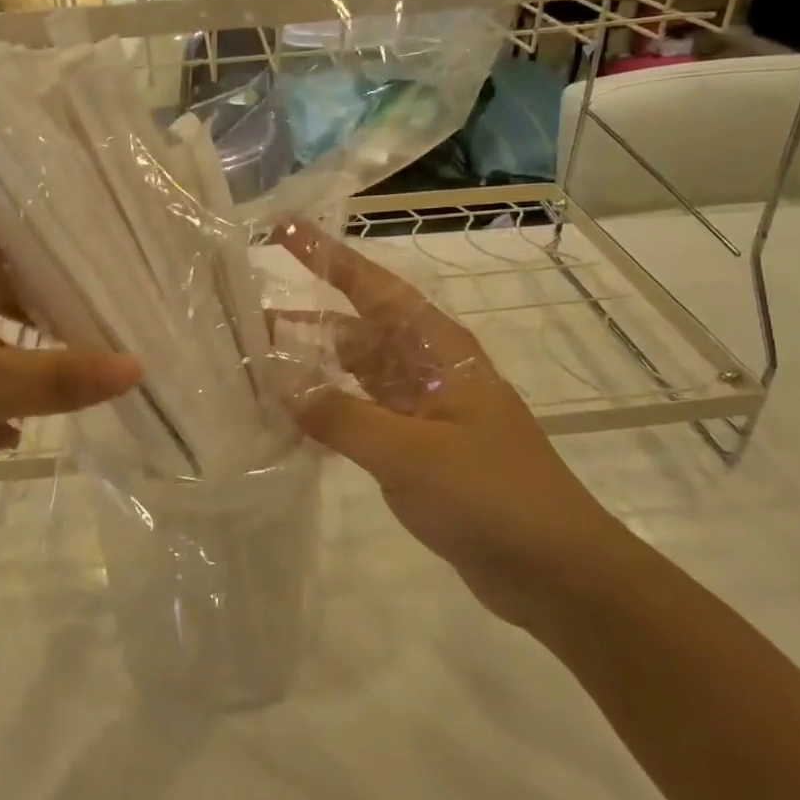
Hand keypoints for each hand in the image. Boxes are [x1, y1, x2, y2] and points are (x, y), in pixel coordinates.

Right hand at [277, 222, 612, 623]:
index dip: (329, 257)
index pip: (374, 288)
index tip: (285, 230)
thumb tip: (281, 386)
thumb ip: (343, 417)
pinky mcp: (415, 449)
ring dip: (312, 369)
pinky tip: (289, 423)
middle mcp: (427, 370)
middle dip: (305, 321)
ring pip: (355, 375)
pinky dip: (327, 414)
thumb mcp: (413, 454)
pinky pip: (361, 417)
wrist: (554, 570)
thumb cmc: (492, 496)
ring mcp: (422, 411)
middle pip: (357, 330)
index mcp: (438, 351)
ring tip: (256, 368)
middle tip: (245, 317)